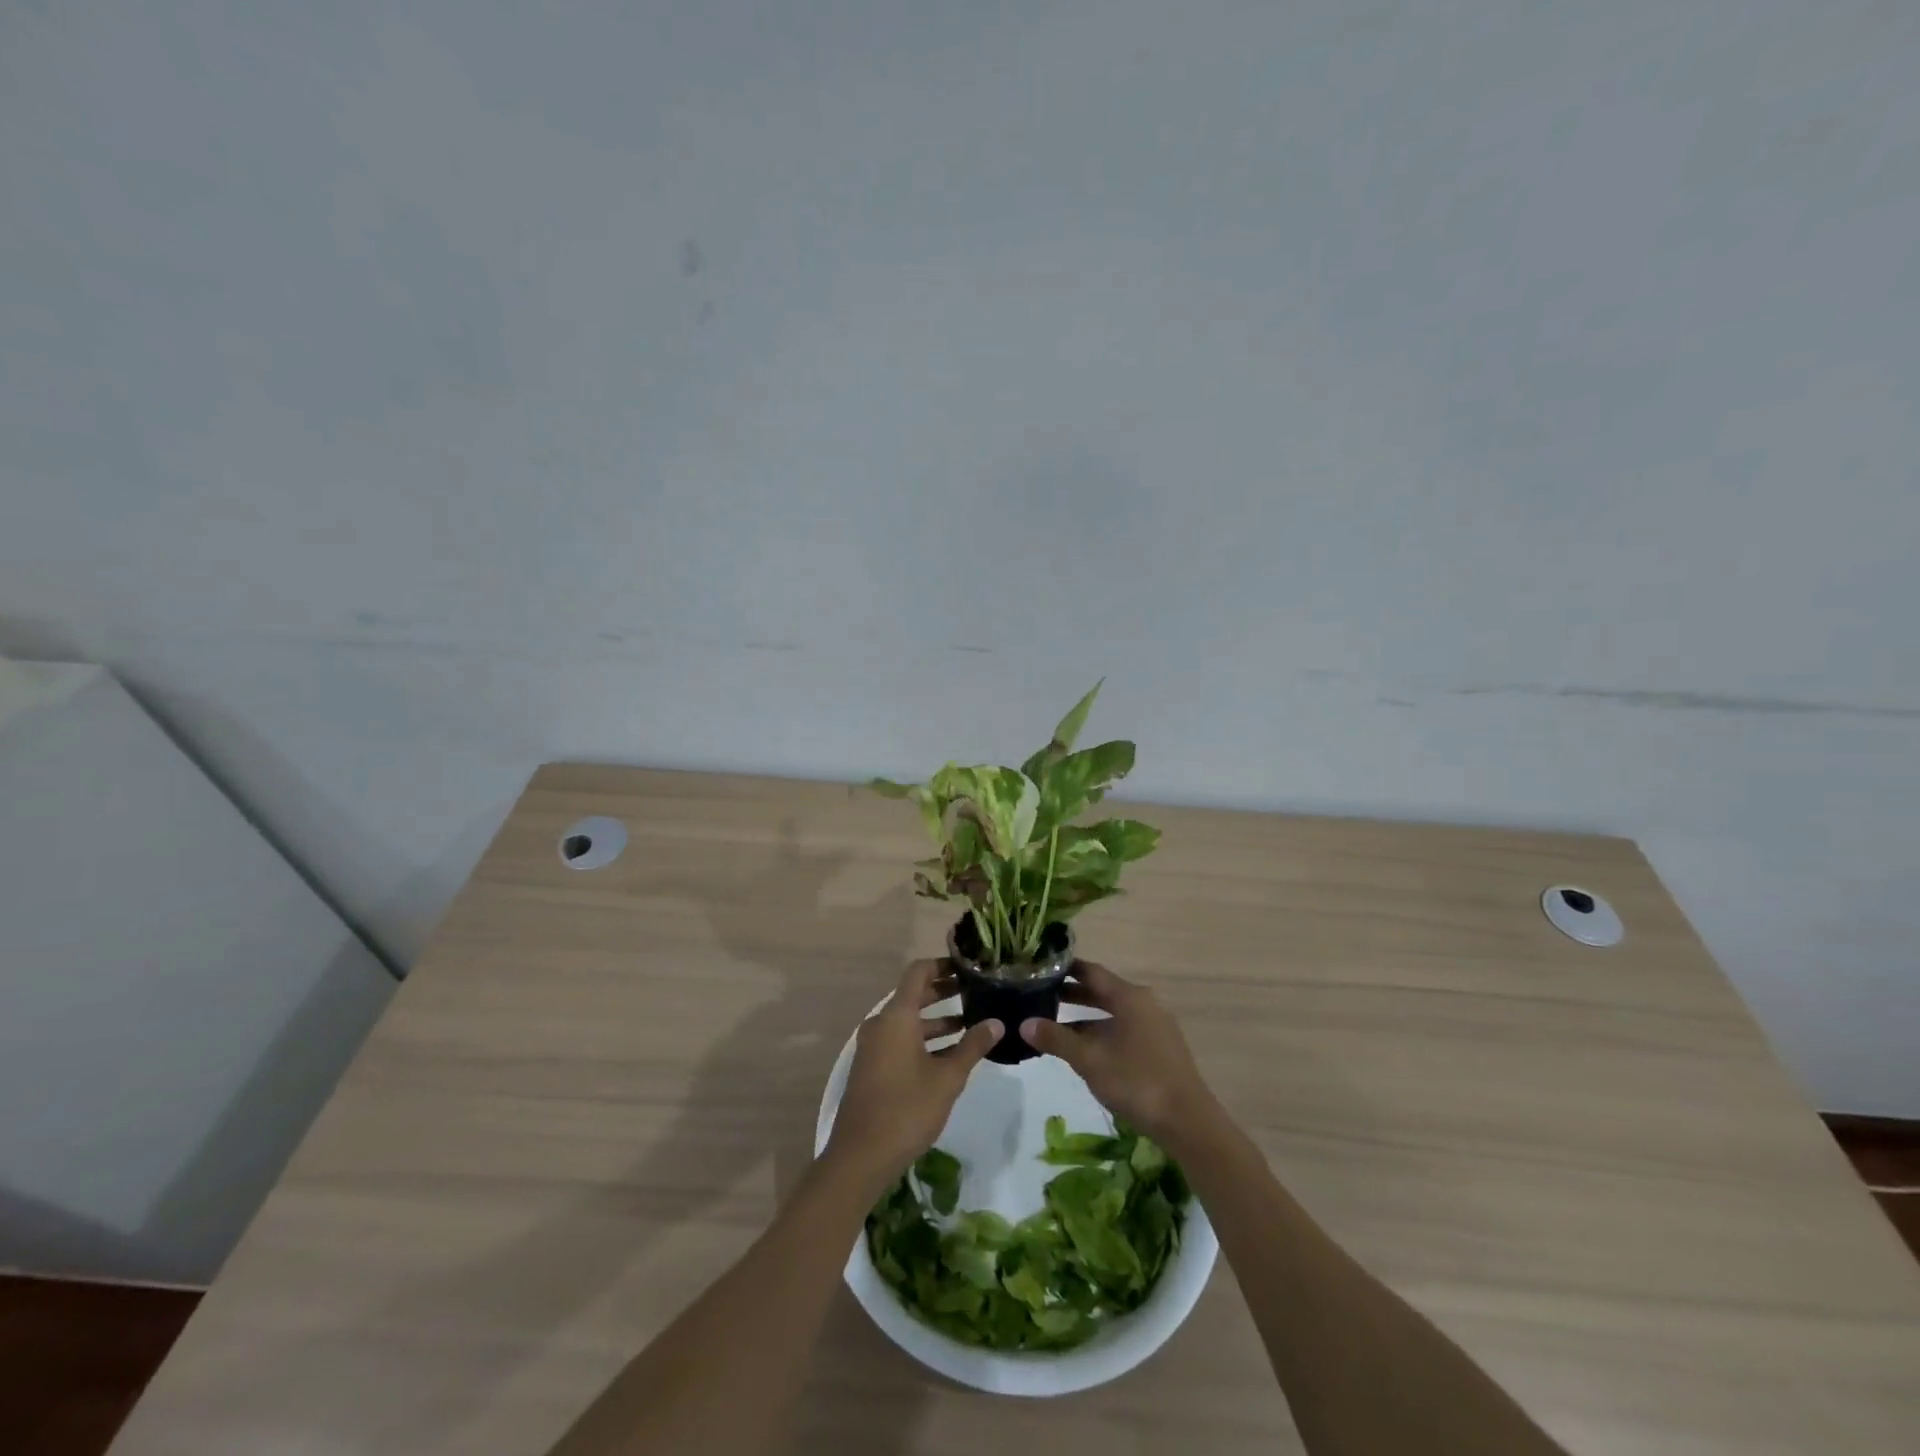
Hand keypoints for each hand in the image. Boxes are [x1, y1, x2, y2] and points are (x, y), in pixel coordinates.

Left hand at [825, 960, 1002, 1187]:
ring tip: (971, 1024)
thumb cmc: (907, 1109)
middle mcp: (881, 1023)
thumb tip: (997, 1022)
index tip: (969, 968)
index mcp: (896, 1016)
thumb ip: (972, 1046)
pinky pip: (900, 1039)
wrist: (860, 1156)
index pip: (919, 972)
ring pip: (908, 1020)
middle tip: (976, 992)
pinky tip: (950, 1054)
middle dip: (944, 992)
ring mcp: (874, 1046)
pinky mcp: (872, 1066)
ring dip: (937, 1020)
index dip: (943, 965)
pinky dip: (924, 1039)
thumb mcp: (947, 1078)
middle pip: (914, 994)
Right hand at [1022, 962, 1216, 1145]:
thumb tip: (1024, 1023)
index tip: (1041, 967)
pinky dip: (1103, 1031)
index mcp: (1129, 997)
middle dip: (1073, 994)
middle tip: (1041, 995)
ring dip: (1086, 1017)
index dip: (1066, 968)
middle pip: (1103, 991)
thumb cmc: (1136, 1081)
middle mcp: (1144, 1003)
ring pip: (1114, 1012)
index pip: (1091, 971)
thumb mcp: (1089, 1059)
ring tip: (1056, 1024)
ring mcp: (1155, 1025)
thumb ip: (1056, 1039)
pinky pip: (1125, 1028)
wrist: (1187, 1122)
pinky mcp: (1161, 1047)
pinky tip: (1086, 1049)